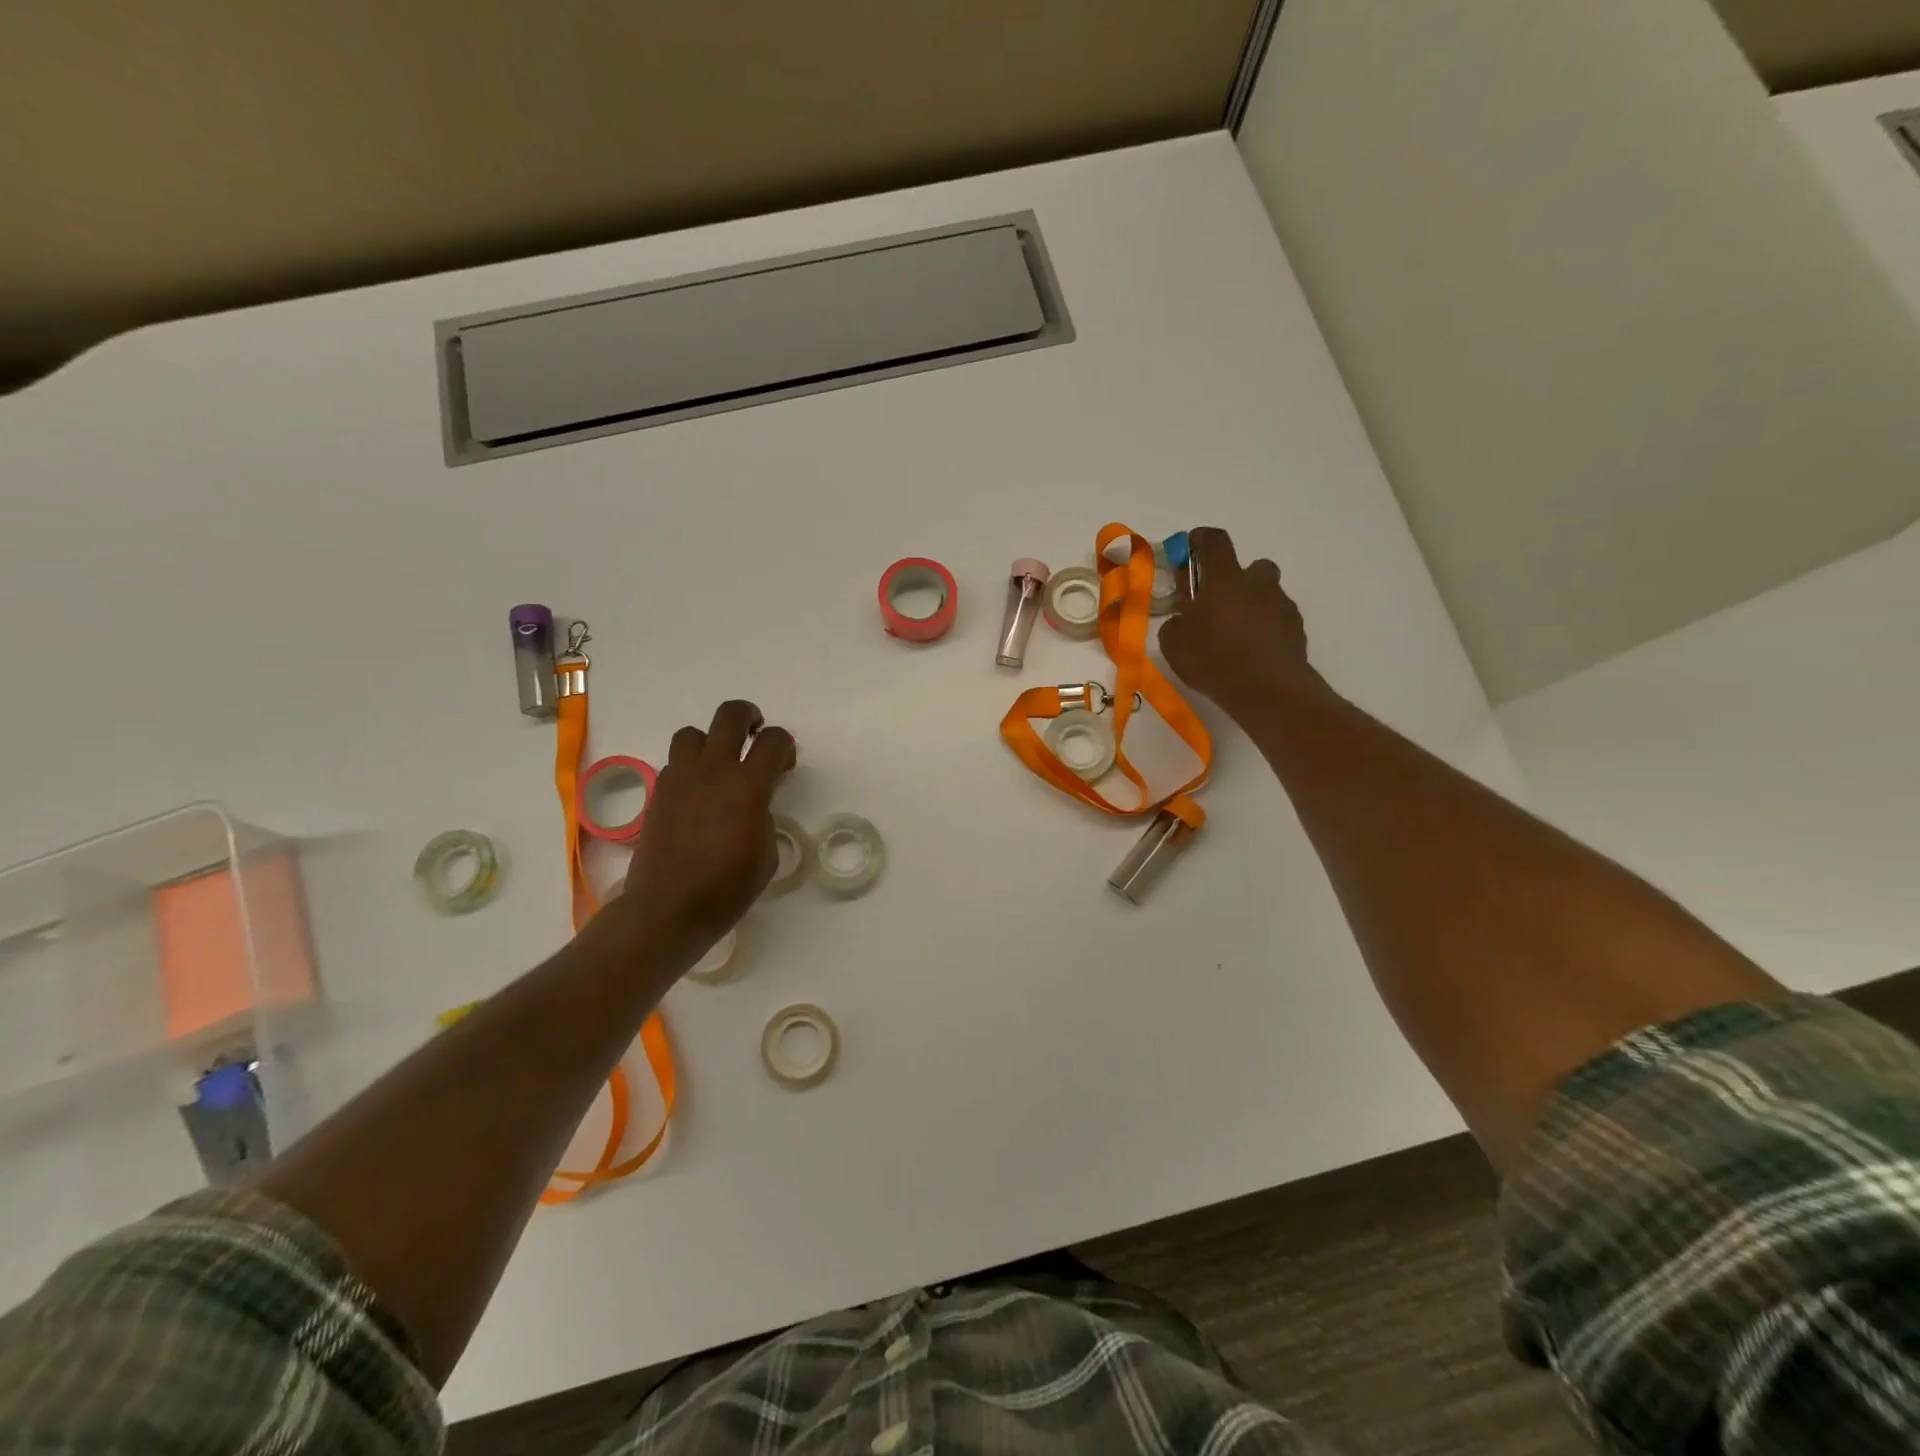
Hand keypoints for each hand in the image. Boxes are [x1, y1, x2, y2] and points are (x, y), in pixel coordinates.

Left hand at [600, 699, 794, 972]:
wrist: (668, 907)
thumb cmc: (728, 887)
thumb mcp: (767, 853)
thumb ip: (765, 816)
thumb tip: (754, 804)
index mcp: (748, 785)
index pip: (773, 740)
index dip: (785, 745)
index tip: (785, 764)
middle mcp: (713, 770)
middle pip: (730, 715)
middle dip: (748, 717)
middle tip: (754, 735)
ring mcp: (680, 778)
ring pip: (693, 733)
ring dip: (711, 740)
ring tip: (719, 764)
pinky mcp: (659, 793)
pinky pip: (675, 763)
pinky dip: (690, 768)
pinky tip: (697, 794)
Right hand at [1159, 527, 1322, 720]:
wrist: (1267, 690)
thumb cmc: (1213, 660)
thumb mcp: (1174, 645)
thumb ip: (1175, 625)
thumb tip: (1182, 620)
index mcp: (1224, 579)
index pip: (1214, 541)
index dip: (1200, 540)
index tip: (1189, 549)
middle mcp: (1256, 583)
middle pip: (1250, 566)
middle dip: (1235, 579)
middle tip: (1218, 605)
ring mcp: (1281, 604)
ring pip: (1266, 593)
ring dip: (1252, 605)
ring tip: (1236, 635)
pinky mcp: (1296, 627)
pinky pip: (1278, 618)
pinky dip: (1267, 627)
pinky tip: (1254, 652)